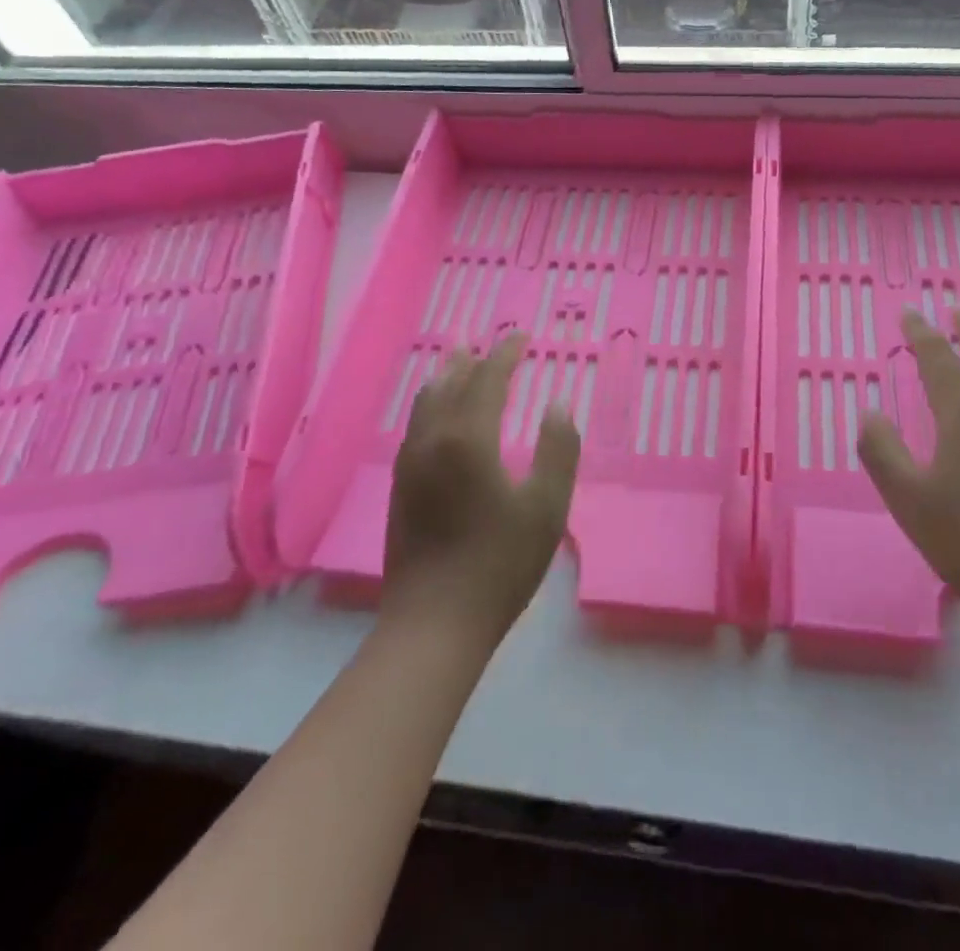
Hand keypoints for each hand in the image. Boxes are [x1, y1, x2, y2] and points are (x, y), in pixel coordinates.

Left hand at [382, 334, 580, 644]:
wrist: (434, 624)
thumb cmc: (500, 564)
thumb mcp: (547, 507)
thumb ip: (558, 449)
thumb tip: (558, 404)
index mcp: (469, 439)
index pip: (487, 380)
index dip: (506, 354)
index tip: (522, 336)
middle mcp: (432, 440)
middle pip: (450, 384)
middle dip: (472, 359)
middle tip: (488, 343)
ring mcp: (410, 463)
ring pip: (426, 403)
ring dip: (446, 377)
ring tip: (459, 362)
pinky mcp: (400, 486)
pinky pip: (416, 425)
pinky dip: (432, 403)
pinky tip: (440, 413)